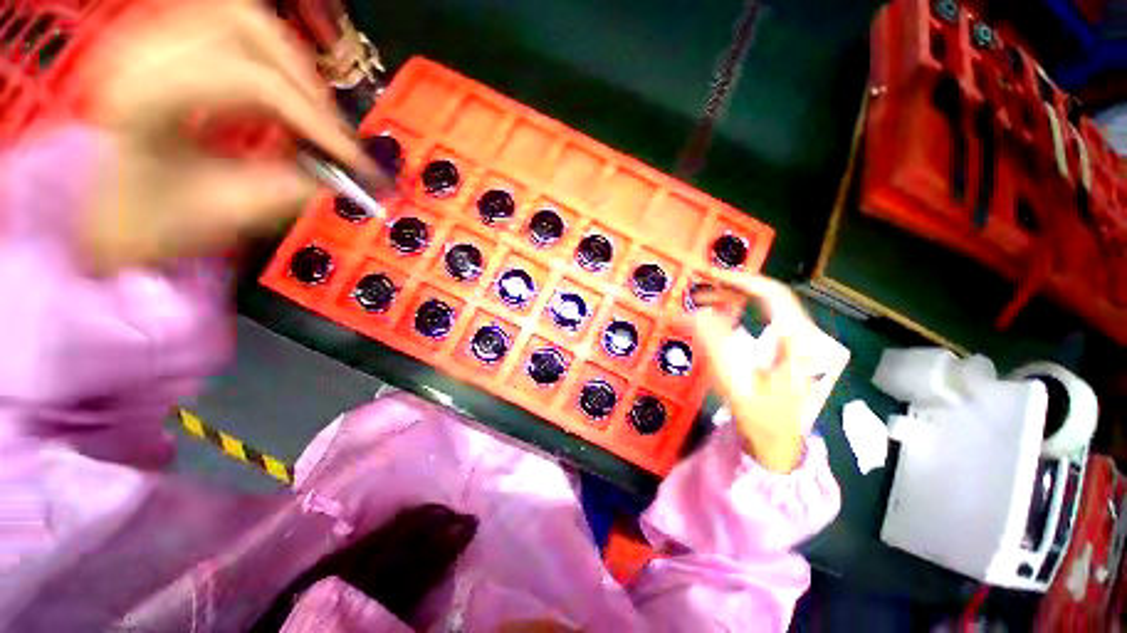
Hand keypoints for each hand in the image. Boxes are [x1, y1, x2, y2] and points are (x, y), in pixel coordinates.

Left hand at [79, 0, 383, 272]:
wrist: (104, 207)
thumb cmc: (151, 220)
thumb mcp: (224, 212)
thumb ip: (290, 190)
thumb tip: (348, 180)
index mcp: (146, 98)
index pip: (253, 82)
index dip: (317, 120)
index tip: (357, 160)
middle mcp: (146, 51)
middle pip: (250, 28)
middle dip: (306, 81)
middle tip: (332, 130)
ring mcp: (155, 39)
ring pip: (244, 18)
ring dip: (291, 63)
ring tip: (311, 112)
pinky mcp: (168, 42)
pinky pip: (232, 29)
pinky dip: (270, 58)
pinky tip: (283, 95)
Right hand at [691, 275, 819, 472]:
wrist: (781, 442)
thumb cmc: (760, 417)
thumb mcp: (735, 384)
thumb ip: (717, 346)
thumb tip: (697, 312)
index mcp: (795, 342)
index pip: (772, 295)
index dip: (742, 280)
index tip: (711, 276)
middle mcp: (802, 334)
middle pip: (771, 294)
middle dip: (734, 285)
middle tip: (701, 286)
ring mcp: (799, 339)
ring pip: (770, 302)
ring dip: (737, 294)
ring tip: (706, 296)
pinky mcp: (791, 345)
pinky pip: (767, 315)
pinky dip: (742, 306)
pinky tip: (723, 312)